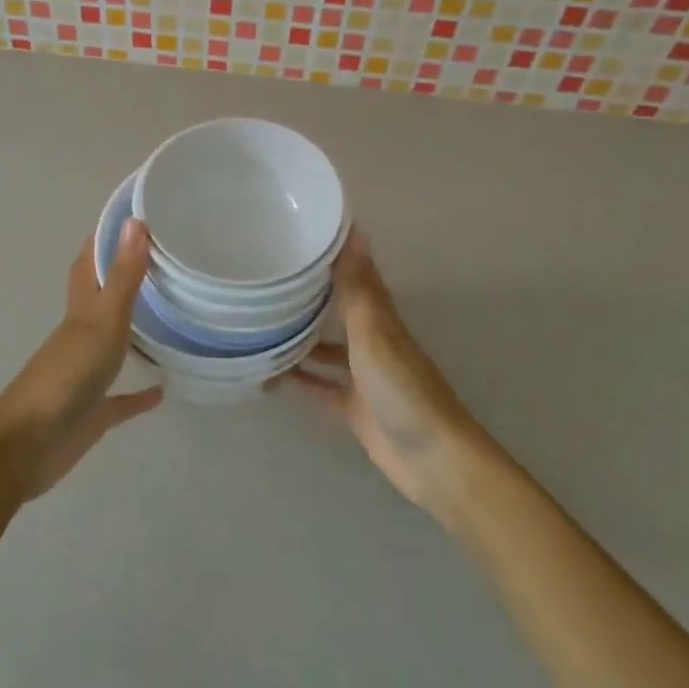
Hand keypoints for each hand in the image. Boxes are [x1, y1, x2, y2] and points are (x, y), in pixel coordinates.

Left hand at [0, 219, 163, 501]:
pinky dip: (140, 394)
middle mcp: (82, 335)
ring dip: (135, 331)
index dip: (107, 237)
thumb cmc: (66, 374)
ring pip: (113, 343)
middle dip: (125, 278)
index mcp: (81, 309)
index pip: (90, 262)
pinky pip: (122, 399)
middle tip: (163, 261)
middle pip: (102, 298)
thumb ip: (122, 275)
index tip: (134, 215)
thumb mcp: (101, 319)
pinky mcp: (94, 412)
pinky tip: (164, 389)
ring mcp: (87, 373)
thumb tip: (135, 220)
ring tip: (169, 317)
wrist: (29, 445)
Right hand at [286, 231, 485, 517]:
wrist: (431, 458)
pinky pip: (320, 387)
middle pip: (337, 311)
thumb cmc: (402, 388)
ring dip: (298, 338)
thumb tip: (355, 229)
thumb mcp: (374, 332)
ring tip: (257, 325)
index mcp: (379, 318)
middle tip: (265, 279)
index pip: (353, 276)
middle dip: (307, 296)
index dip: (331, 257)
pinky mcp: (353, 408)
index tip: (297, 236)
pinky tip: (269, 375)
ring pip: (325, 349)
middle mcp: (371, 341)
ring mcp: (362, 376)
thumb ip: (358, 286)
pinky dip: (299, 380)